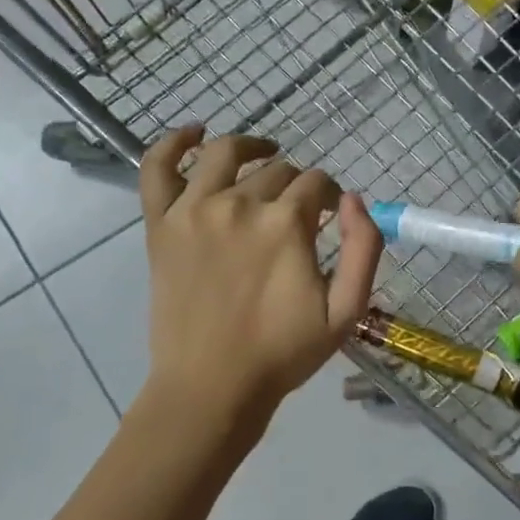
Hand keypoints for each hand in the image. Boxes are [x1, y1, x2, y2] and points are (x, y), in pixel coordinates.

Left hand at [138, 127, 382, 420]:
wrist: (211, 386)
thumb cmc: (283, 354)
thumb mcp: (346, 311)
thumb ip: (363, 249)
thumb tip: (354, 199)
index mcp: (286, 224)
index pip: (317, 184)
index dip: (330, 197)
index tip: (330, 218)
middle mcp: (239, 204)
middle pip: (277, 171)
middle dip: (296, 187)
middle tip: (298, 213)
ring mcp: (193, 210)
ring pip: (226, 154)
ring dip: (251, 149)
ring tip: (263, 156)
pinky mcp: (160, 224)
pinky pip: (157, 166)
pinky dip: (174, 142)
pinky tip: (194, 133)